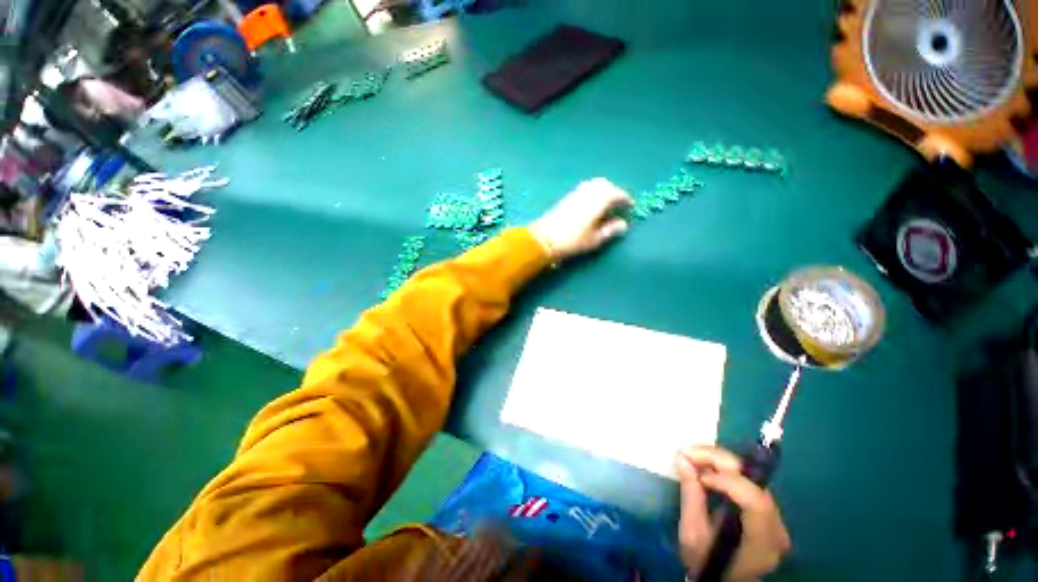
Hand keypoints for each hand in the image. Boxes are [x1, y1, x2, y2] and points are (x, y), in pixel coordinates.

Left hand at [528, 178, 633, 261]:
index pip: (617, 194)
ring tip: (606, 205)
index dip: (625, 200)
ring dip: (603, 191)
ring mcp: (576, 192)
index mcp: (599, 199)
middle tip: (618, 204)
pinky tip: (592, 205)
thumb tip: (623, 224)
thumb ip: (610, 230)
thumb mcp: (595, 239)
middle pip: (606, 185)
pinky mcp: (567, 197)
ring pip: (594, 185)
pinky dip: (593, 193)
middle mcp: (589, 191)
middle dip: (614, 192)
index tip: (631, 206)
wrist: (544, 238)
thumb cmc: (572, 240)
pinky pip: (585, 189)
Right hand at [676, 446, 790, 581]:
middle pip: (752, 482)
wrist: (720, 577)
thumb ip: (691, 496)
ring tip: (692, 455)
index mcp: (761, 542)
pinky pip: (745, 479)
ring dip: (718, 461)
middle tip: (687, 451)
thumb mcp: (692, 534)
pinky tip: (704, 464)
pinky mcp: (765, 508)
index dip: (727, 481)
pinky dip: (723, 468)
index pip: (755, 502)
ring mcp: (774, 517)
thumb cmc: (705, 561)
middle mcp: (776, 527)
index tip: (698, 474)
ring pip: (749, 476)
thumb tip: (682, 459)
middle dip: (717, 460)